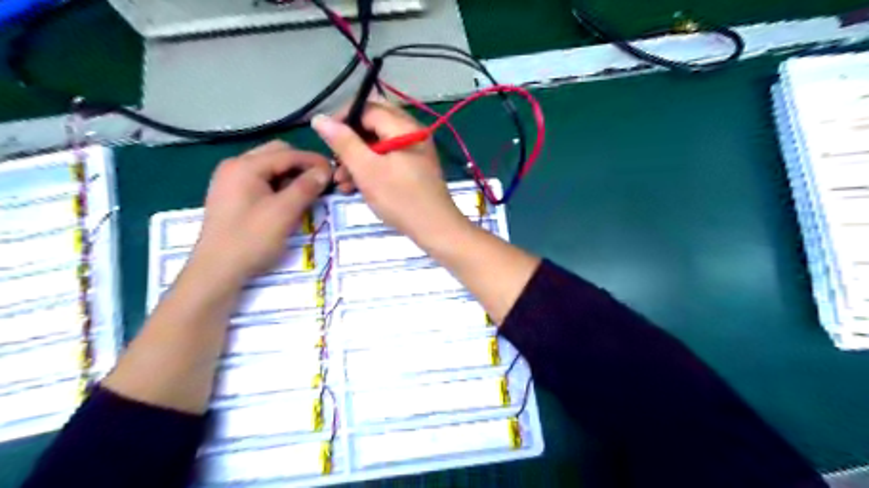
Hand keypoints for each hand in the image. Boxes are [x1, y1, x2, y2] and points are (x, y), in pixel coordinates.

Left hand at [192, 141, 332, 283]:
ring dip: (291, 174)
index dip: (314, 161)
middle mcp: (235, 165)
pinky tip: (289, 199)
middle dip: (301, 164)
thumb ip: (306, 187)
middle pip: (277, 154)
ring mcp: (230, 179)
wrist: (217, 270)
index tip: (336, 173)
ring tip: (309, 192)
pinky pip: (261, 179)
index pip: (288, 153)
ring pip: (269, 166)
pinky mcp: (232, 194)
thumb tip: (325, 170)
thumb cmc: (251, 239)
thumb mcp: (284, 212)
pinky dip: (279, 184)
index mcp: (245, 166)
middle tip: (322, 182)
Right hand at [313, 101, 467, 243]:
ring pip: (379, 144)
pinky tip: (355, 186)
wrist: (436, 228)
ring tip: (340, 181)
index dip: (342, 119)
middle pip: (373, 125)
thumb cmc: (400, 198)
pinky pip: (388, 158)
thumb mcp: (367, 170)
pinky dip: (371, 168)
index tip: (324, 139)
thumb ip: (343, 142)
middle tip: (334, 160)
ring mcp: (415, 150)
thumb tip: (320, 118)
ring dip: (357, 158)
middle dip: (349, 142)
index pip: (367, 108)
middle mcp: (412, 132)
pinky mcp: (415, 167)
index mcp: (403, 126)